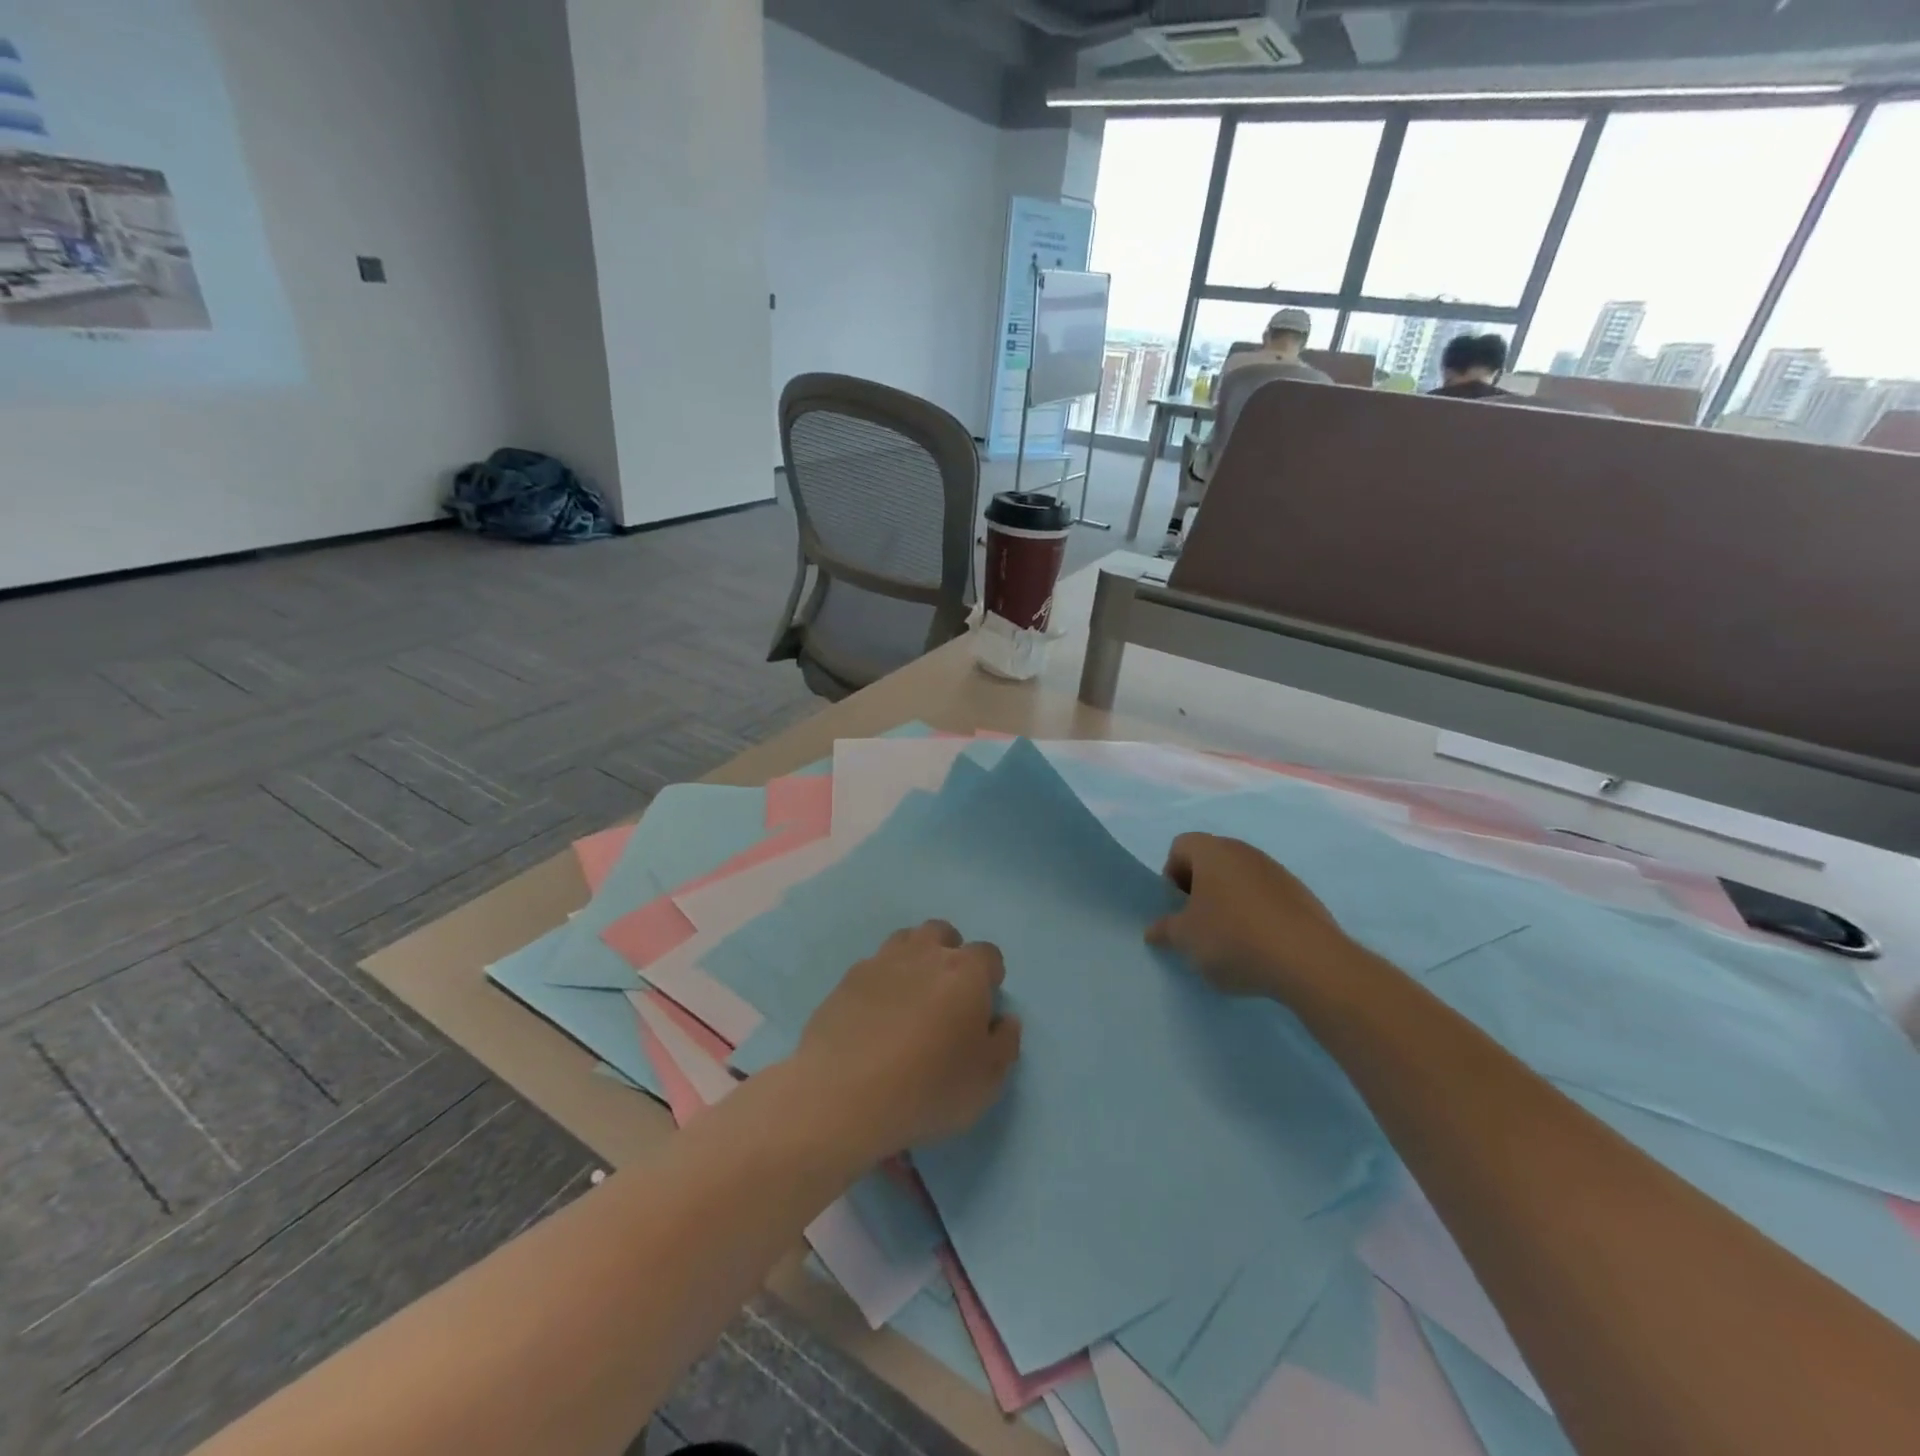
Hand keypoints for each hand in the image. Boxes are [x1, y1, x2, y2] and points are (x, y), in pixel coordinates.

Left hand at [797, 921, 1022, 1162]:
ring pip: (905, 940)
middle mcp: (925, 954)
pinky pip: (874, 966)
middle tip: (946, 996)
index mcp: (965, 971)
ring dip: (914, 959)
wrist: (843, 1093)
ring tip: (911, 999)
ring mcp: (881, 961)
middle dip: (949, 954)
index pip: (988, 955)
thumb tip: (1004, 1019)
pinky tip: (876, 1014)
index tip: (982, 1008)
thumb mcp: (986, 1081)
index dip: (990, 978)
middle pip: (943, 933)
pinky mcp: (848, 978)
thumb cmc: (927, 1087)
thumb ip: (1005, 1044)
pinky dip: (881, 981)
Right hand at [1146, 834, 1358, 1001]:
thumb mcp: (1186, 939)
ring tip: (1231, 940)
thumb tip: (1155, 930)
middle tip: (1198, 924)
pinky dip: (1257, 915)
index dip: (1171, 875)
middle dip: (1200, 890)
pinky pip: (1267, 897)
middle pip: (1211, 861)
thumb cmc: (1232, 938)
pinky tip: (1260, 946)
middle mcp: (1244, 851)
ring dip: (1229, 902)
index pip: (1180, 846)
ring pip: (1240, 880)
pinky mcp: (1302, 895)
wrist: (1308, 961)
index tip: (1177, 908)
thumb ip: (1166, 930)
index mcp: (1212, 851)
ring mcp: (1277, 871)